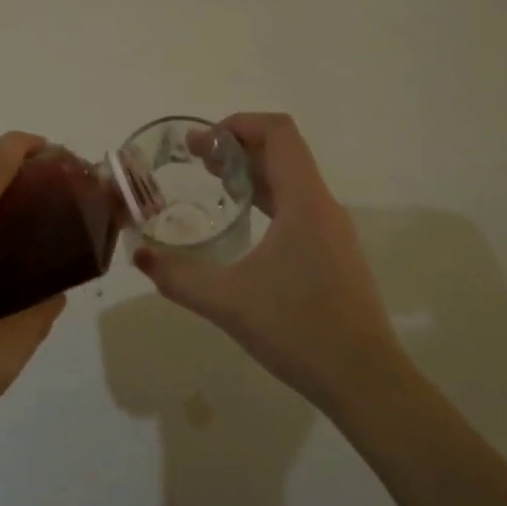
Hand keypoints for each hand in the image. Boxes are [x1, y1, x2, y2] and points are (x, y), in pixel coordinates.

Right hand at [133, 113, 401, 411]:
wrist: (366, 381)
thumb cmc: (300, 330)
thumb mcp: (228, 302)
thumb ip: (178, 277)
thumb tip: (140, 256)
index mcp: (304, 201)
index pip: (279, 132)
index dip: (239, 124)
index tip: (202, 143)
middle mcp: (323, 206)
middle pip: (284, 151)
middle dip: (238, 146)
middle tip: (196, 160)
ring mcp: (333, 231)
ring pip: (292, 180)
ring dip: (253, 172)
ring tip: (214, 186)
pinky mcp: (335, 254)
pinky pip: (298, 206)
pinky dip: (267, 199)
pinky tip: (243, 227)